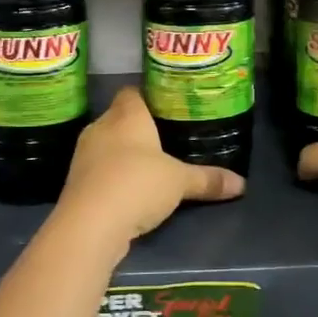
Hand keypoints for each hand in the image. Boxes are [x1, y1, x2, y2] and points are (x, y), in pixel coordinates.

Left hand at [57, 87, 244, 241]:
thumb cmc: (137, 184)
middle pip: (119, 118)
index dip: (148, 96)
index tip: (168, 106)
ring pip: (107, 144)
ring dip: (123, 154)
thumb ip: (208, 179)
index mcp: (126, 115)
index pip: (132, 92)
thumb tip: (242, 184)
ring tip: (150, 165)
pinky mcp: (75, 182)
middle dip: (139, 128)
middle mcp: (101, 127)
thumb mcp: (180, 182)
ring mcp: (84, 155)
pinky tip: (130, 189)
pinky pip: (99, 170)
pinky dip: (112, 176)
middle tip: (166, 137)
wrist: (89, 225)